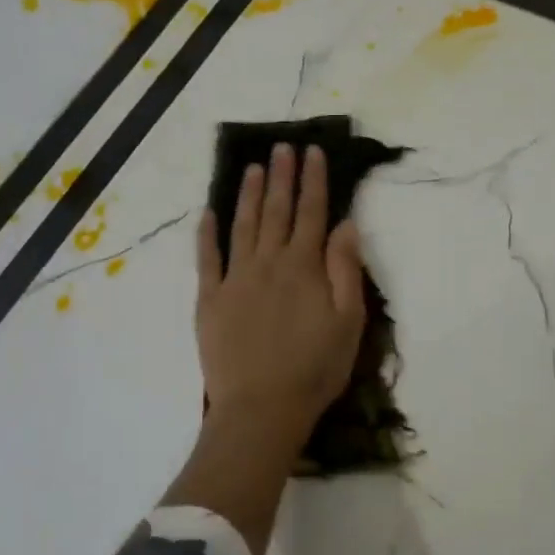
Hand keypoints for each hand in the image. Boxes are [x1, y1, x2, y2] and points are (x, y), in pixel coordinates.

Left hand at [196, 143, 366, 444]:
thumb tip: (345, 225)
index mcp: (304, 267)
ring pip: (242, 226)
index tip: (311, 152)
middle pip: (276, 211)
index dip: (313, 180)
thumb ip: (346, 270)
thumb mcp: (349, 322)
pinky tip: (208, 212)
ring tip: (252, 167)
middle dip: (281, 176)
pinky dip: (207, 233)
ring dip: (248, 194)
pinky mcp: (209, 299)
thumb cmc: (315, 369)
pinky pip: (206, 258)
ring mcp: (235, 279)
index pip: (312, 213)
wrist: (262, 408)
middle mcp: (268, 263)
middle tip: (282, 146)